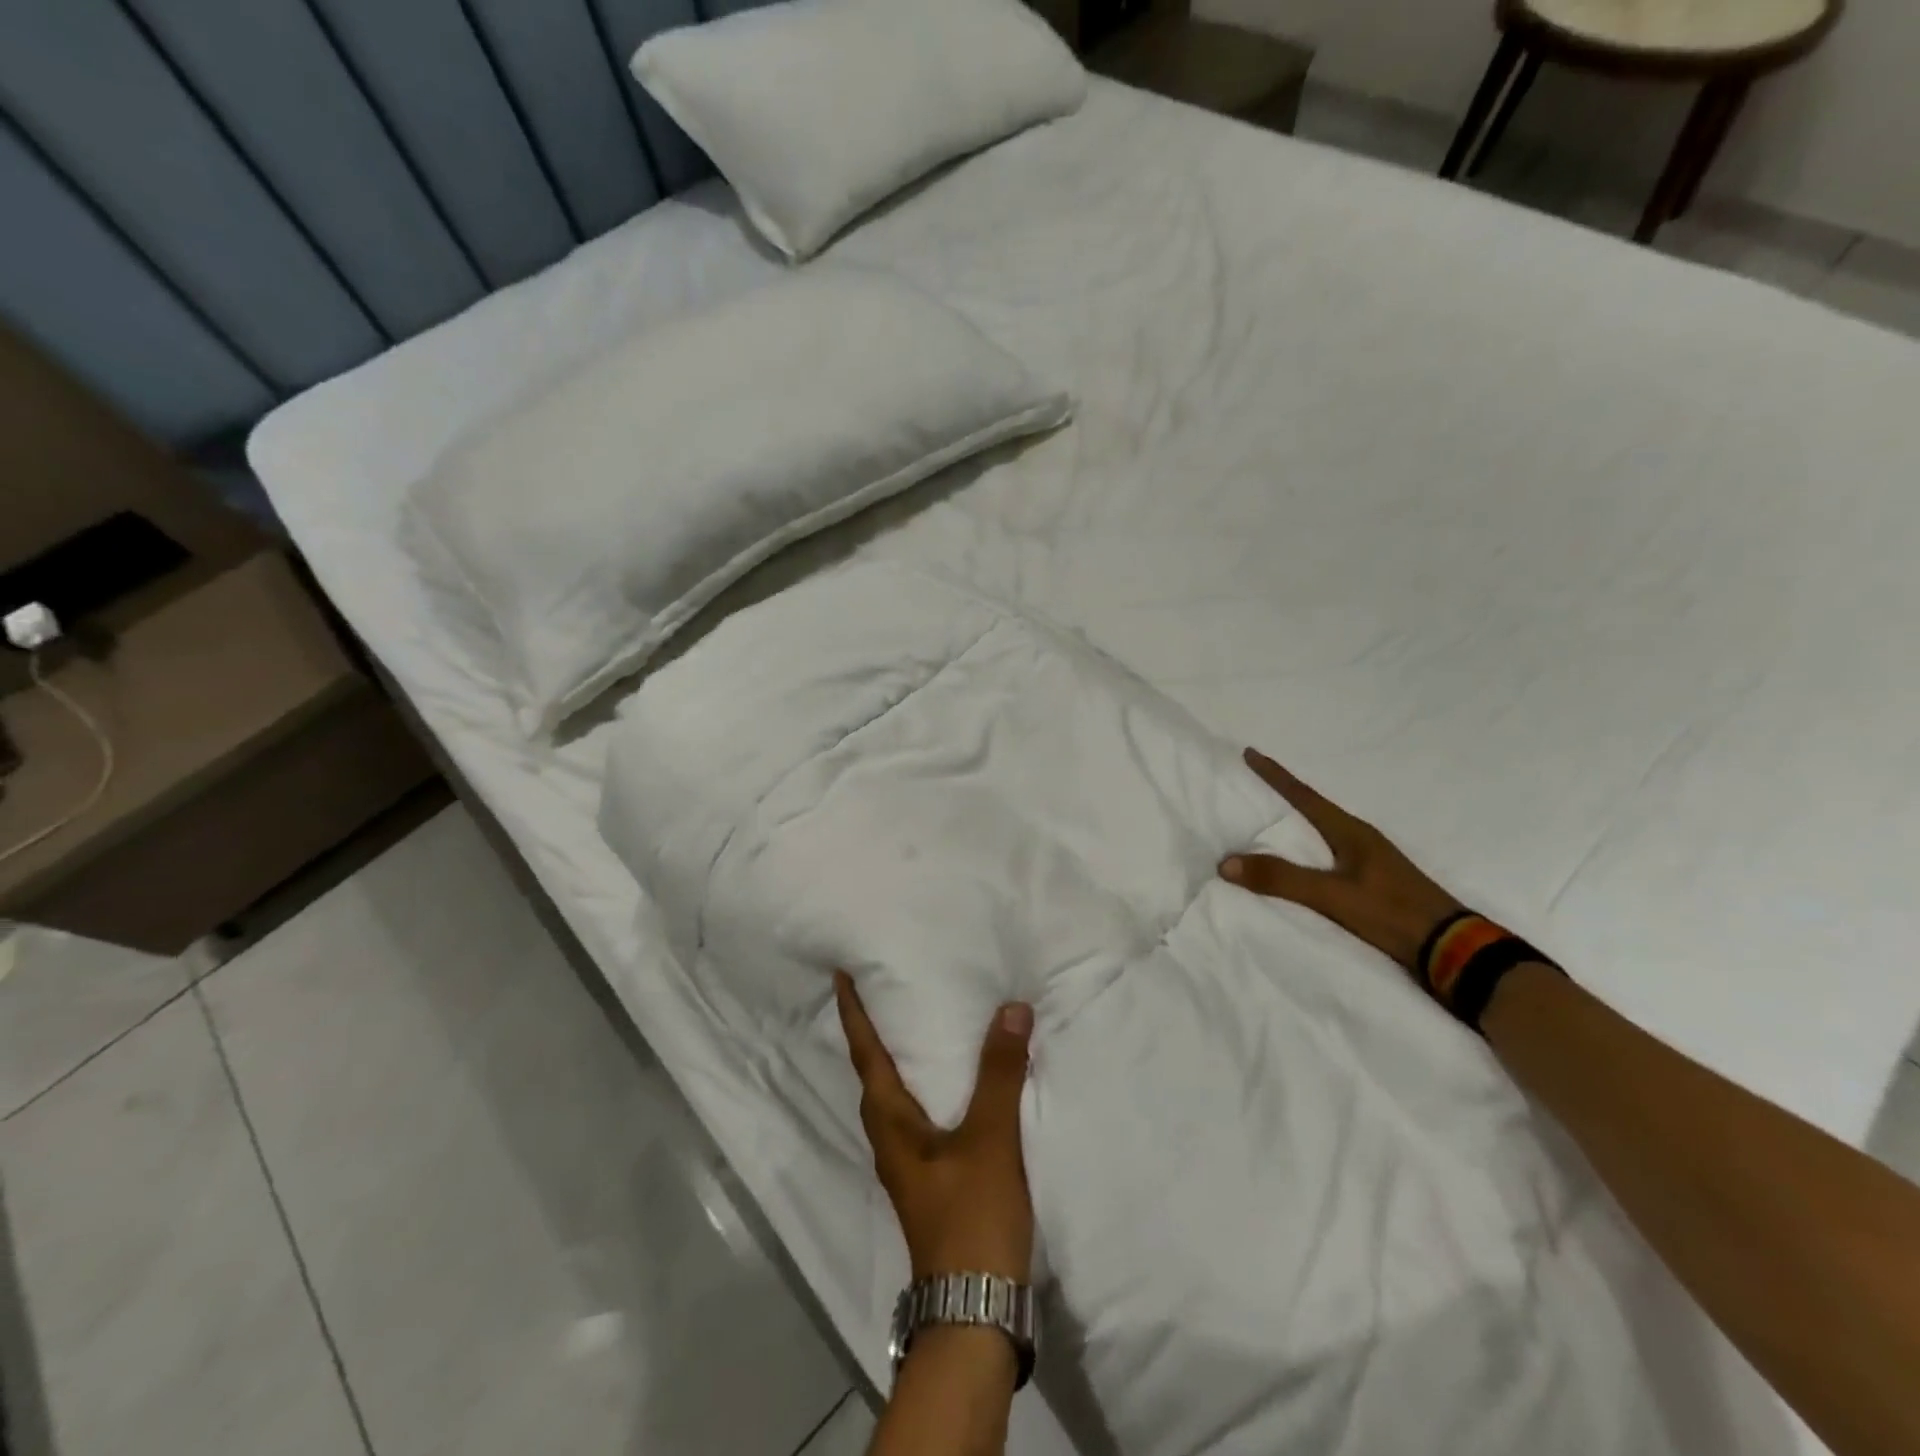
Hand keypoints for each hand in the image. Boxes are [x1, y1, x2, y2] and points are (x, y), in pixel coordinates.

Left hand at [835, 971, 1035, 1281]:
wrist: (975, 1308)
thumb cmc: (971, 1215)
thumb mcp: (990, 1138)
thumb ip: (1000, 1073)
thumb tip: (1011, 1008)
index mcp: (891, 1123)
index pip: (866, 1055)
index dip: (854, 1014)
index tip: (841, 977)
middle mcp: (891, 1139)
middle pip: (874, 1074)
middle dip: (873, 1032)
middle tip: (883, 992)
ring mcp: (910, 1163)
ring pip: (897, 1097)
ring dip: (900, 1059)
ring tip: (919, 1026)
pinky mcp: (933, 1179)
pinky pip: (921, 1115)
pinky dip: (928, 1086)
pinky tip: (956, 1084)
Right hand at [1219, 747, 1462, 974]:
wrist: (1453, 950)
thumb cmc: (1392, 912)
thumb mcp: (1333, 895)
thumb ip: (1282, 878)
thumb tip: (1225, 862)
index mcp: (1351, 832)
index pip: (1304, 796)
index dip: (1276, 775)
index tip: (1251, 753)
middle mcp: (1360, 839)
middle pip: (1314, 808)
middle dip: (1284, 794)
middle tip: (1255, 782)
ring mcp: (1370, 861)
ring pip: (1323, 832)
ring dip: (1298, 823)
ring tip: (1272, 819)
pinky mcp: (1374, 884)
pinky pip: (1330, 854)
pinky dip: (1308, 849)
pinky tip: (1302, 860)